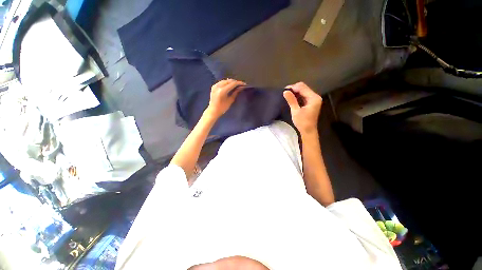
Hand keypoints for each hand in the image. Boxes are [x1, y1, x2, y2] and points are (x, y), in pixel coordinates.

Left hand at [206, 79, 245, 118]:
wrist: (213, 111)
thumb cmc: (222, 108)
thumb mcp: (230, 100)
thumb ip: (235, 93)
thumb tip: (241, 87)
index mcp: (223, 90)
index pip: (233, 83)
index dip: (239, 83)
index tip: (244, 84)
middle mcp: (218, 86)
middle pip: (229, 81)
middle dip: (235, 82)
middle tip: (240, 85)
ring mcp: (215, 86)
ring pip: (225, 81)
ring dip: (231, 82)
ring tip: (236, 85)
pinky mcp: (213, 87)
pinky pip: (221, 82)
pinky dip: (226, 83)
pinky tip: (229, 85)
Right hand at [283, 82, 322, 134]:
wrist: (308, 131)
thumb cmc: (302, 122)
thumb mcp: (296, 111)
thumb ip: (291, 100)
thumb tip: (285, 91)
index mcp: (313, 98)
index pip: (302, 87)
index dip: (293, 87)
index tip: (284, 90)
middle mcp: (315, 97)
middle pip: (304, 88)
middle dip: (294, 89)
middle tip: (285, 93)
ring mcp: (314, 100)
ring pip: (303, 91)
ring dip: (295, 93)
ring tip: (287, 95)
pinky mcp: (311, 103)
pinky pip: (304, 96)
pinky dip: (298, 96)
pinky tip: (292, 98)